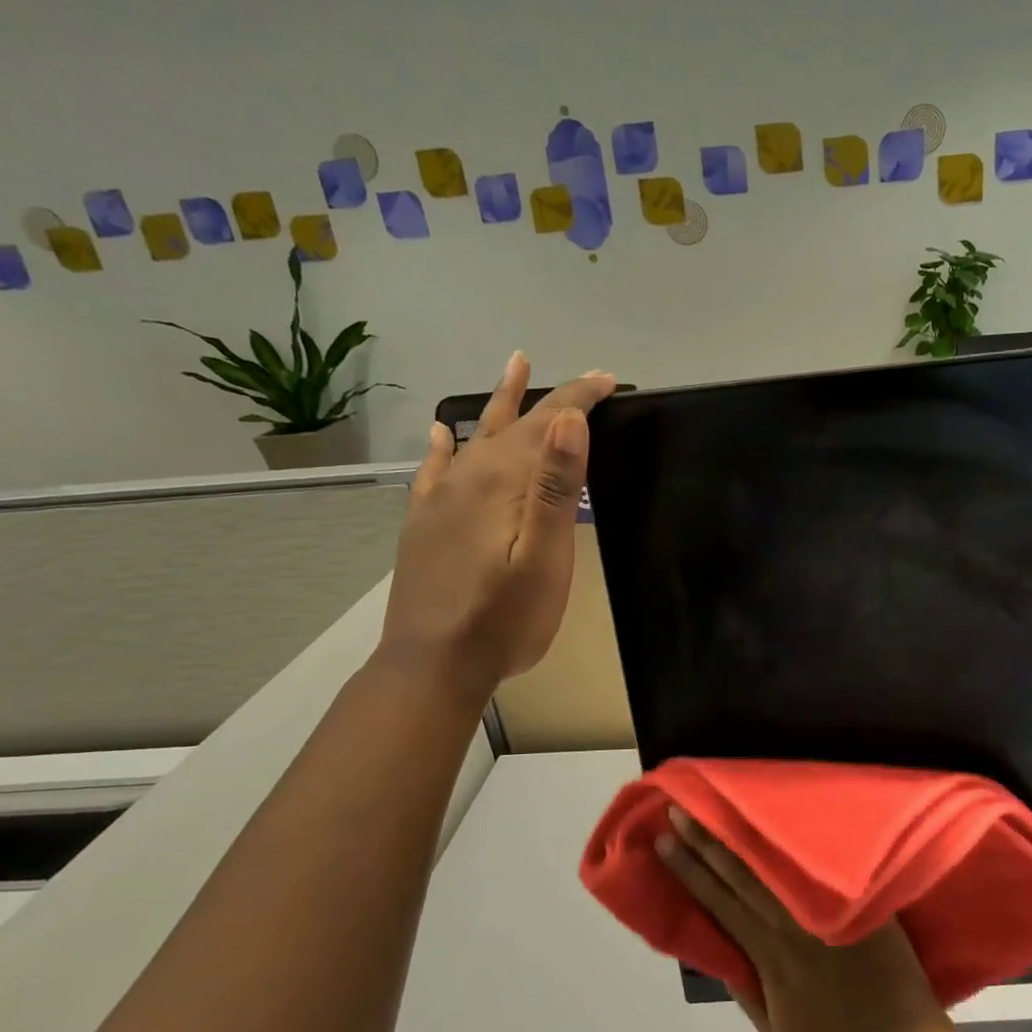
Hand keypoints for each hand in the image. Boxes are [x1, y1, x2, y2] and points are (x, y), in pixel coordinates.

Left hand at [378, 353, 616, 699]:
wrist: (434, 664)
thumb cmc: (505, 618)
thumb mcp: (545, 558)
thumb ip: (556, 488)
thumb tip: (568, 420)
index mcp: (504, 483)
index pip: (548, 424)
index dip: (578, 398)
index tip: (608, 380)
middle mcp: (469, 478)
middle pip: (515, 425)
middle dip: (553, 399)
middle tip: (583, 379)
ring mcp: (441, 499)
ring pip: (477, 437)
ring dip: (501, 404)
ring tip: (514, 367)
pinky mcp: (424, 523)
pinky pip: (435, 469)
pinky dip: (444, 446)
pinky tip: (443, 433)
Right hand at [656, 808, 953, 1031]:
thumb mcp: (776, 1030)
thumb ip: (746, 990)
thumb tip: (718, 949)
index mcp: (770, 956)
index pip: (721, 903)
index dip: (691, 871)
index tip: (666, 841)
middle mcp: (793, 925)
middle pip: (742, 875)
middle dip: (708, 842)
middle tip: (682, 808)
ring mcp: (827, 910)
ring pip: (777, 865)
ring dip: (744, 836)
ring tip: (722, 806)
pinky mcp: (858, 902)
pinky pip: (823, 865)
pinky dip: (800, 842)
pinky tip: (783, 817)